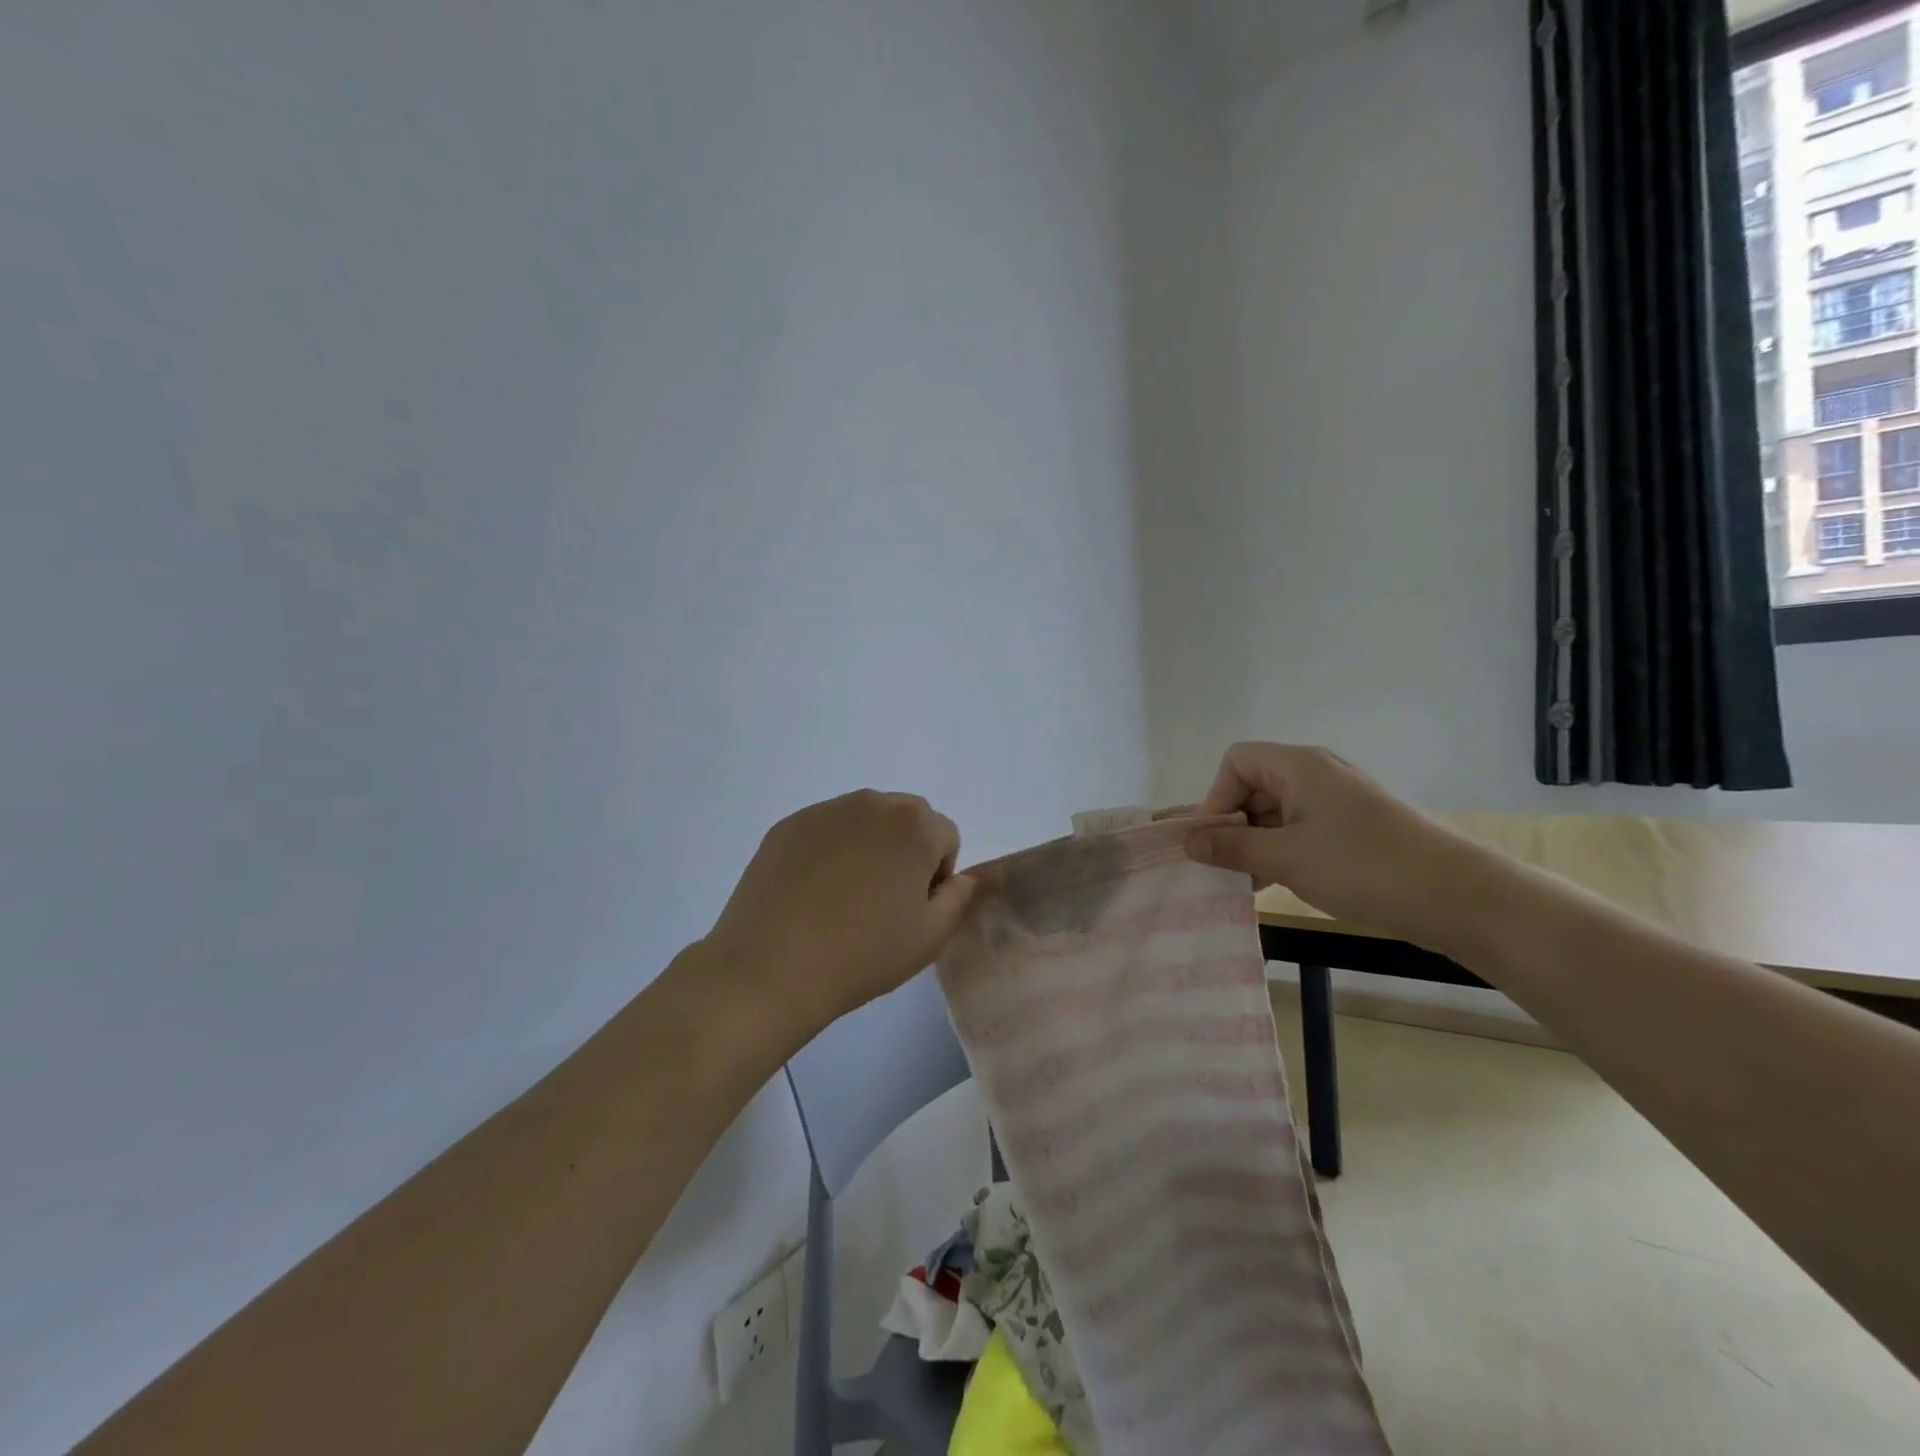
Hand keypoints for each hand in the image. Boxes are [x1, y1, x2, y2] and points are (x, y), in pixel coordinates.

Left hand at [702, 791, 976, 1036]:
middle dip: (906, 851)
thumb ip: (960, 897)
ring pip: (865, 822)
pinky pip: (825, 830)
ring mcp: (825, 811)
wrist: (770, 967)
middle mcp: (872, 803)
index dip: (937, 875)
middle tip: (883, 903)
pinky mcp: (788, 825)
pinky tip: (812, 894)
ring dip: (868, 847)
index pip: (946, 837)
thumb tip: (965, 877)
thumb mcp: (930, 936)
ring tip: (845, 898)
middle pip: (907, 819)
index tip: (913, 910)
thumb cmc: (862, 953)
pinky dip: (829, 851)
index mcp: (914, 825)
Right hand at [1183, 743, 1505, 952]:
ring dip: (1255, 842)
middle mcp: (1316, 774)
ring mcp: (1337, 800)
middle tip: (1223, 866)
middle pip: (1254, 785)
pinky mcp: (1353, 827)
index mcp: (1298, 766)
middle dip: (1233, 824)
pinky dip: (1281, 850)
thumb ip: (1231, 847)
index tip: (1215, 840)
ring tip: (1247, 882)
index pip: (1236, 761)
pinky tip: (1276, 882)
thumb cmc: (1361, 867)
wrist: (1457, 896)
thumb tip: (1188, 841)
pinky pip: (1301, 828)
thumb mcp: (1285, 858)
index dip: (1216, 797)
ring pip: (1276, 811)